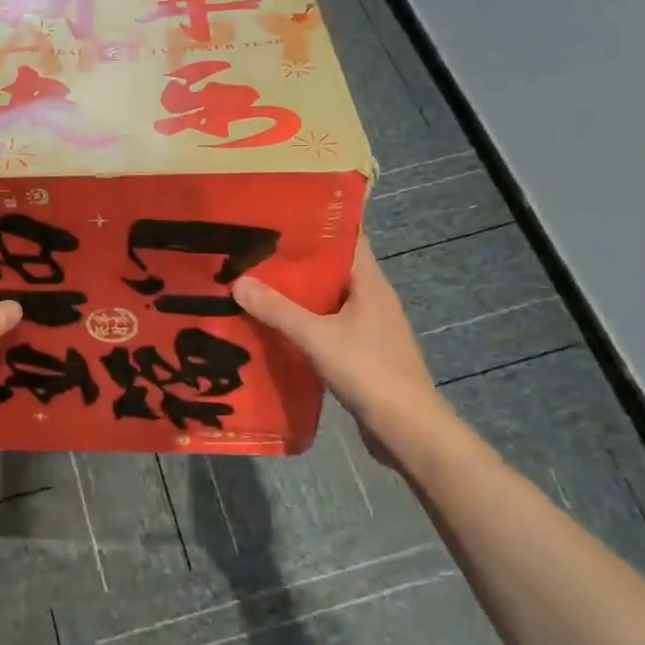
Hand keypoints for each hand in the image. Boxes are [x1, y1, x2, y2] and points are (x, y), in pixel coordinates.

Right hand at [233, 233, 450, 465]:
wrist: (407, 430)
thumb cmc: (369, 371)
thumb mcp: (317, 337)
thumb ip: (277, 310)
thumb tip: (238, 282)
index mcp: (370, 283)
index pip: (348, 238)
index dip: (318, 223)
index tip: (281, 214)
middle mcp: (372, 298)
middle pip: (332, 268)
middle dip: (296, 260)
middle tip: (254, 250)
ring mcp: (369, 327)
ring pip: (327, 299)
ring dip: (297, 294)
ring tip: (255, 283)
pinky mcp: (361, 352)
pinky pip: (327, 325)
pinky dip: (303, 322)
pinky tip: (274, 326)